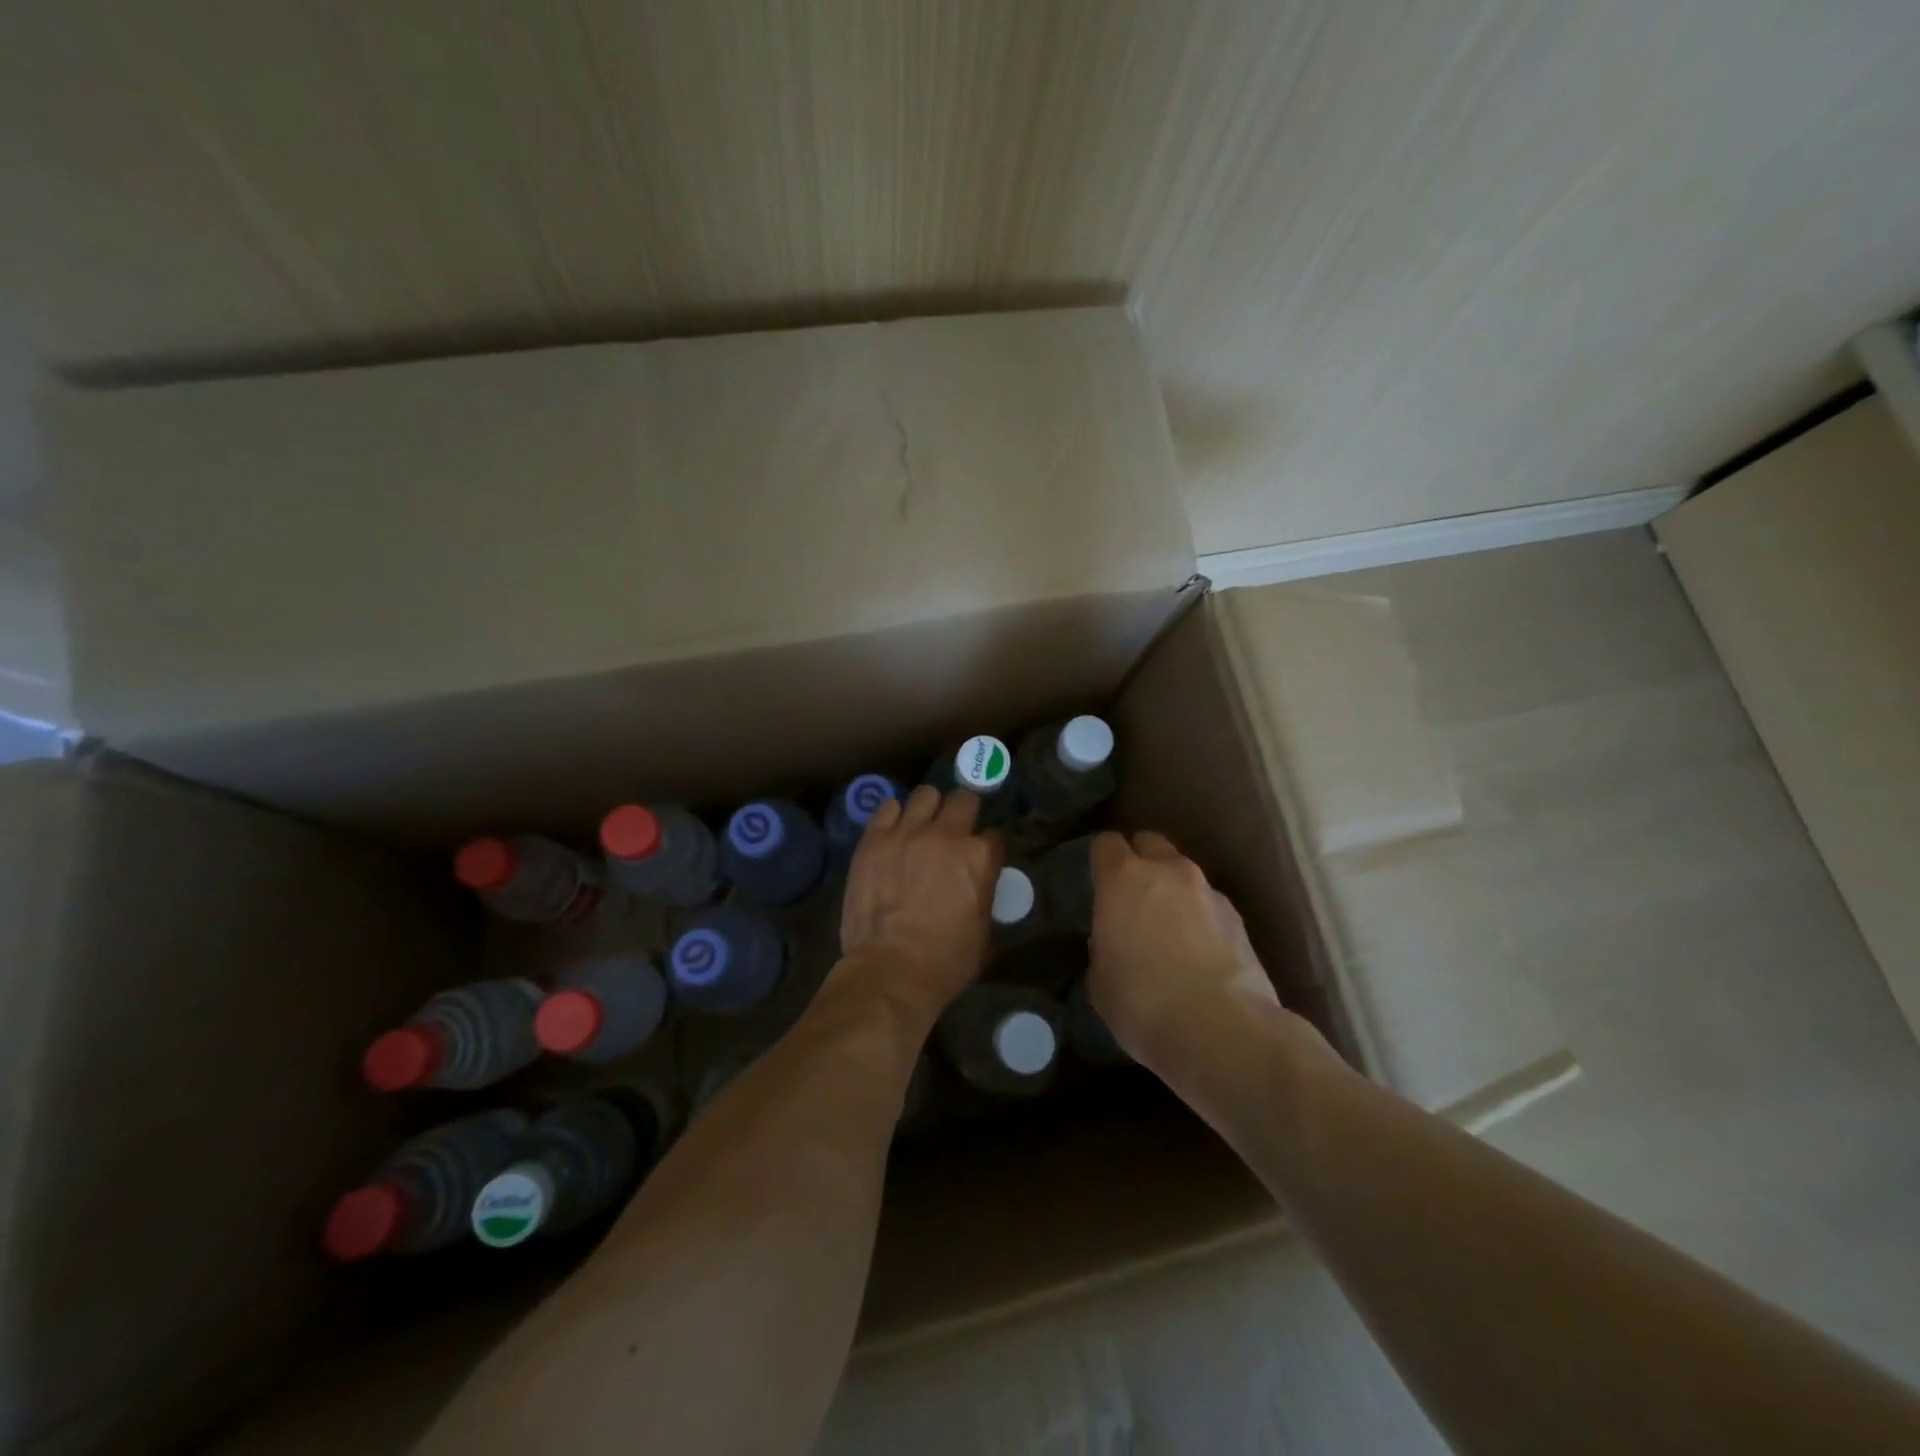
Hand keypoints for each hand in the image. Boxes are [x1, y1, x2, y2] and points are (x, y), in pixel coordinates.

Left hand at [837, 786, 1002, 1023]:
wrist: (890, 970)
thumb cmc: (945, 962)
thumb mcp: (984, 934)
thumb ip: (985, 898)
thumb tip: (980, 888)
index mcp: (979, 858)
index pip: (994, 835)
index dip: (988, 846)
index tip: (981, 856)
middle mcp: (946, 835)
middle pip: (963, 799)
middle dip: (964, 811)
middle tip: (955, 829)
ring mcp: (907, 832)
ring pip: (925, 794)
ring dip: (928, 808)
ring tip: (921, 825)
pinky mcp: (874, 839)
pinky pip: (888, 807)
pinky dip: (894, 816)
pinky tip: (894, 831)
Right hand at [1087, 830, 1280, 1069]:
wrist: (1221, 1031)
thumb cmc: (1142, 1003)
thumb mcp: (1100, 980)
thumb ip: (1103, 946)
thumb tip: (1113, 941)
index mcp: (1123, 879)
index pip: (1106, 844)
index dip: (1101, 860)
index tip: (1098, 882)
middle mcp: (1168, 872)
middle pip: (1150, 843)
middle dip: (1141, 861)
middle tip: (1133, 897)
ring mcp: (1208, 891)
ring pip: (1184, 874)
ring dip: (1173, 891)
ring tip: (1170, 930)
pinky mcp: (1239, 918)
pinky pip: (1209, 904)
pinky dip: (1201, 917)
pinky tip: (1199, 952)